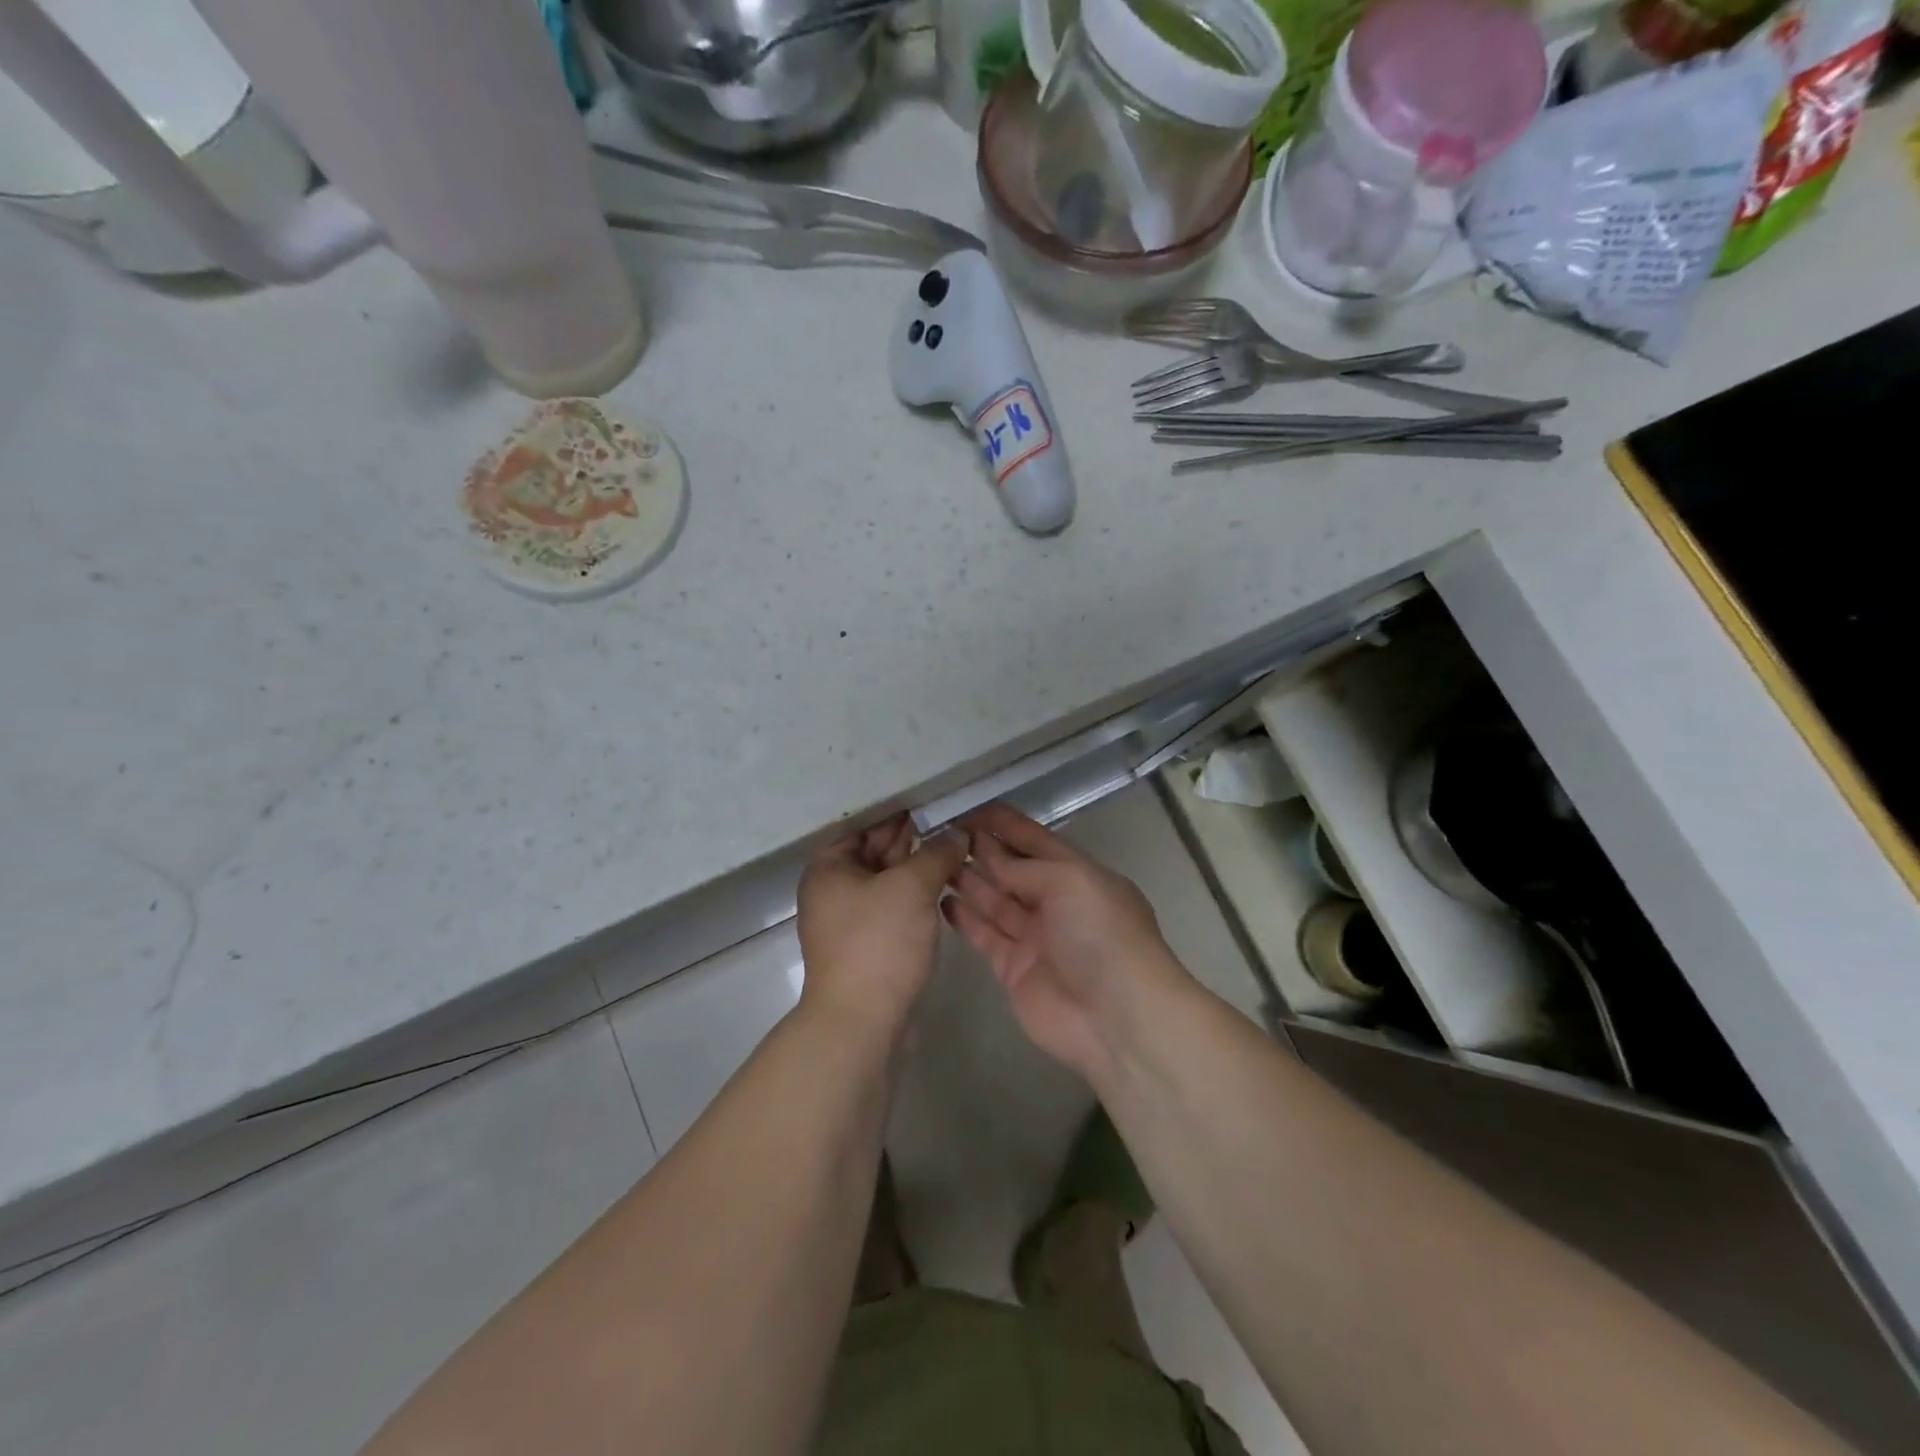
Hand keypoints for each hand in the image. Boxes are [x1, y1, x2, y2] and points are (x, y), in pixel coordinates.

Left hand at [797, 815, 969, 1044]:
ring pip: (887, 882)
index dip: (896, 811)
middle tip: (950, 818)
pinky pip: (893, 907)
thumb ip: (936, 854)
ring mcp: (851, 921)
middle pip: (874, 852)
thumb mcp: (911, 887)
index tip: (931, 799)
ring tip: (956, 846)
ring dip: (917, 866)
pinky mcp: (869, 946)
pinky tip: (945, 884)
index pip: (863, 826)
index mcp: (829, 868)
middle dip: (911, 837)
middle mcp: (833, 891)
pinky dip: (915, 895)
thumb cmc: (879, 943)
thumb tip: (957, 833)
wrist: (862, 1023)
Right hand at [943, 804, 1188, 1080]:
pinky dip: (965, 918)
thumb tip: (991, 857)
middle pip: (1012, 869)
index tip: (970, 808)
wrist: (1116, 1018)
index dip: (1006, 824)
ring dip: (968, 879)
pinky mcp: (1014, 968)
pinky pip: (985, 935)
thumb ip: (1026, 867)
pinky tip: (941, 899)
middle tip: (940, 831)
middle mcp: (1056, 902)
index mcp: (1078, 875)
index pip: (1036, 840)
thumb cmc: (1101, 935)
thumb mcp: (1071, 881)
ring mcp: (1034, 937)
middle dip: (981, 849)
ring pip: (995, 900)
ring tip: (933, 859)